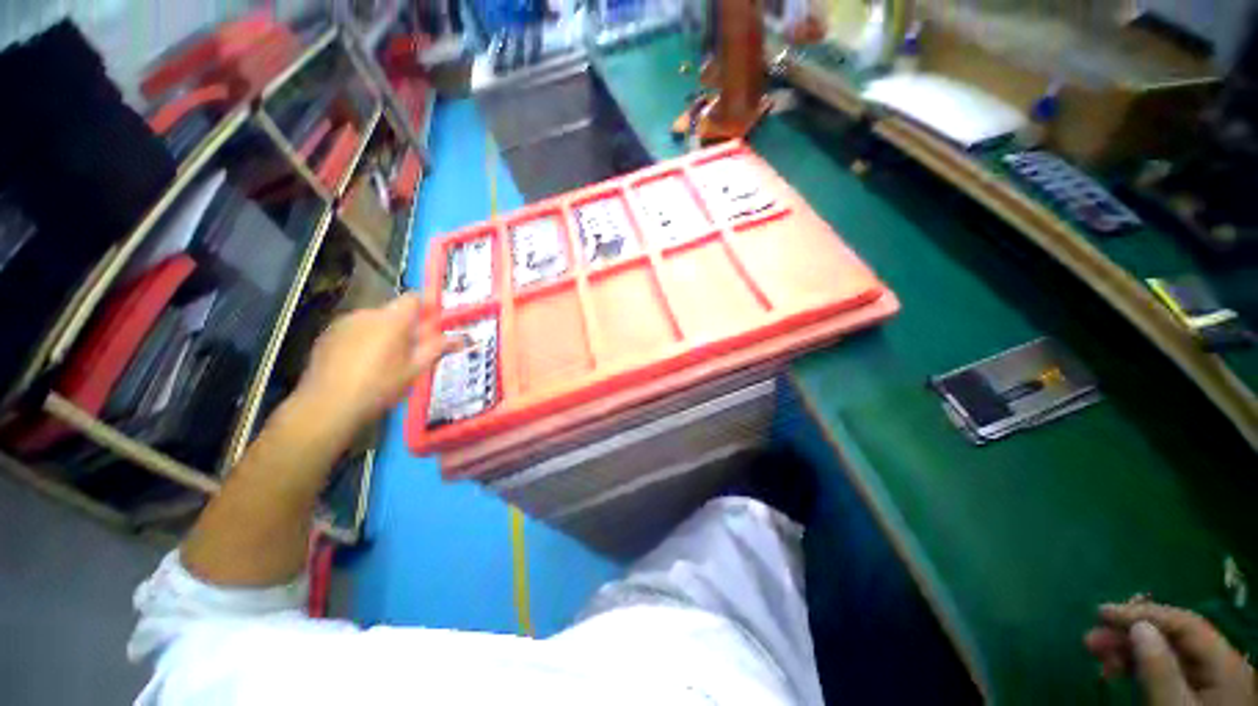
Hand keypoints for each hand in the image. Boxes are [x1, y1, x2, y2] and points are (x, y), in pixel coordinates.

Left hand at [290, 293, 459, 437]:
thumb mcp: (415, 369)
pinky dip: (364, 340)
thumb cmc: (380, 386)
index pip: (414, 299)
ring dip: (384, 333)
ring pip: (373, 321)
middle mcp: (367, 314)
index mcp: (392, 320)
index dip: (427, 307)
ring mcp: (343, 323)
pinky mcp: (327, 336)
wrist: (327, 406)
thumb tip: (460, 338)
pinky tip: (362, 364)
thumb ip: (437, 348)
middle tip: (414, 349)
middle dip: (406, 326)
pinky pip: (354, 331)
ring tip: (387, 360)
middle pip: (394, 312)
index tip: (435, 322)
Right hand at [1085, 601, 1256, 705]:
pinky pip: (1165, 669)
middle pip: (1172, 638)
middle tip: (1091, 638)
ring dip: (1128, 649)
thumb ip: (1160, 669)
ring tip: (1095, 652)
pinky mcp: (1194, 693)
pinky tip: (1115, 669)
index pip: (1183, 623)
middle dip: (1130, 634)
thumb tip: (1137, 626)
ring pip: (1165, 653)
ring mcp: (1209, 681)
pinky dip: (1137, 666)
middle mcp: (1220, 663)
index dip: (1143, 613)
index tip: (1100, 612)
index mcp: (1224, 661)